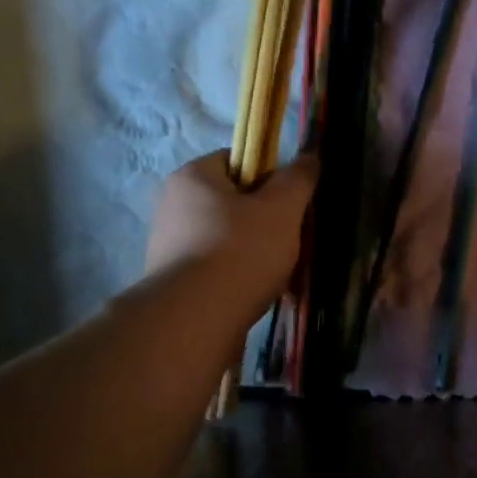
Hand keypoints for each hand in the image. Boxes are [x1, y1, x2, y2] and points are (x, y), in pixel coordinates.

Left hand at [146, 151, 317, 317]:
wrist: (195, 321)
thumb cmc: (240, 252)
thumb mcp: (281, 210)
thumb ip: (297, 180)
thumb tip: (309, 156)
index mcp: (192, 176)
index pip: (236, 160)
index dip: (268, 178)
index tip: (287, 205)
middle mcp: (172, 205)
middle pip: (231, 203)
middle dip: (263, 221)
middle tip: (287, 243)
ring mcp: (167, 246)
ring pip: (224, 240)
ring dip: (252, 254)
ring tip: (274, 276)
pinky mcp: (171, 282)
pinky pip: (213, 270)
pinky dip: (235, 279)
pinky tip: (253, 297)